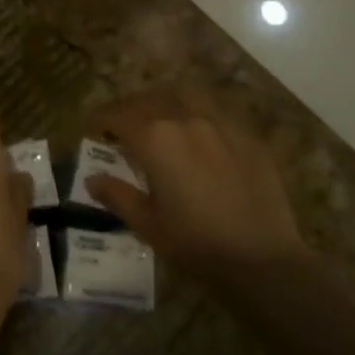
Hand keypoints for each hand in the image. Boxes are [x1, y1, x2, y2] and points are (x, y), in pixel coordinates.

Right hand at [84, 90, 303, 283]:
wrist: (262, 258)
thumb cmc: (196, 243)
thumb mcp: (147, 224)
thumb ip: (117, 195)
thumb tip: (92, 179)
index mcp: (155, 138)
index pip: (117, 115)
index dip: (101, 119)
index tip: (93, 129)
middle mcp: (185, 118)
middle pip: (148, 100)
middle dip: (129, 109)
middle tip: (122, 127)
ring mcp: (220, 123)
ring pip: (184, 95)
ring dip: (164, 102)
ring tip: (160, 119)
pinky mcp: (247, 135)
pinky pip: (215, 110)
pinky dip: (197, 113)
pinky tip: (199, 133)